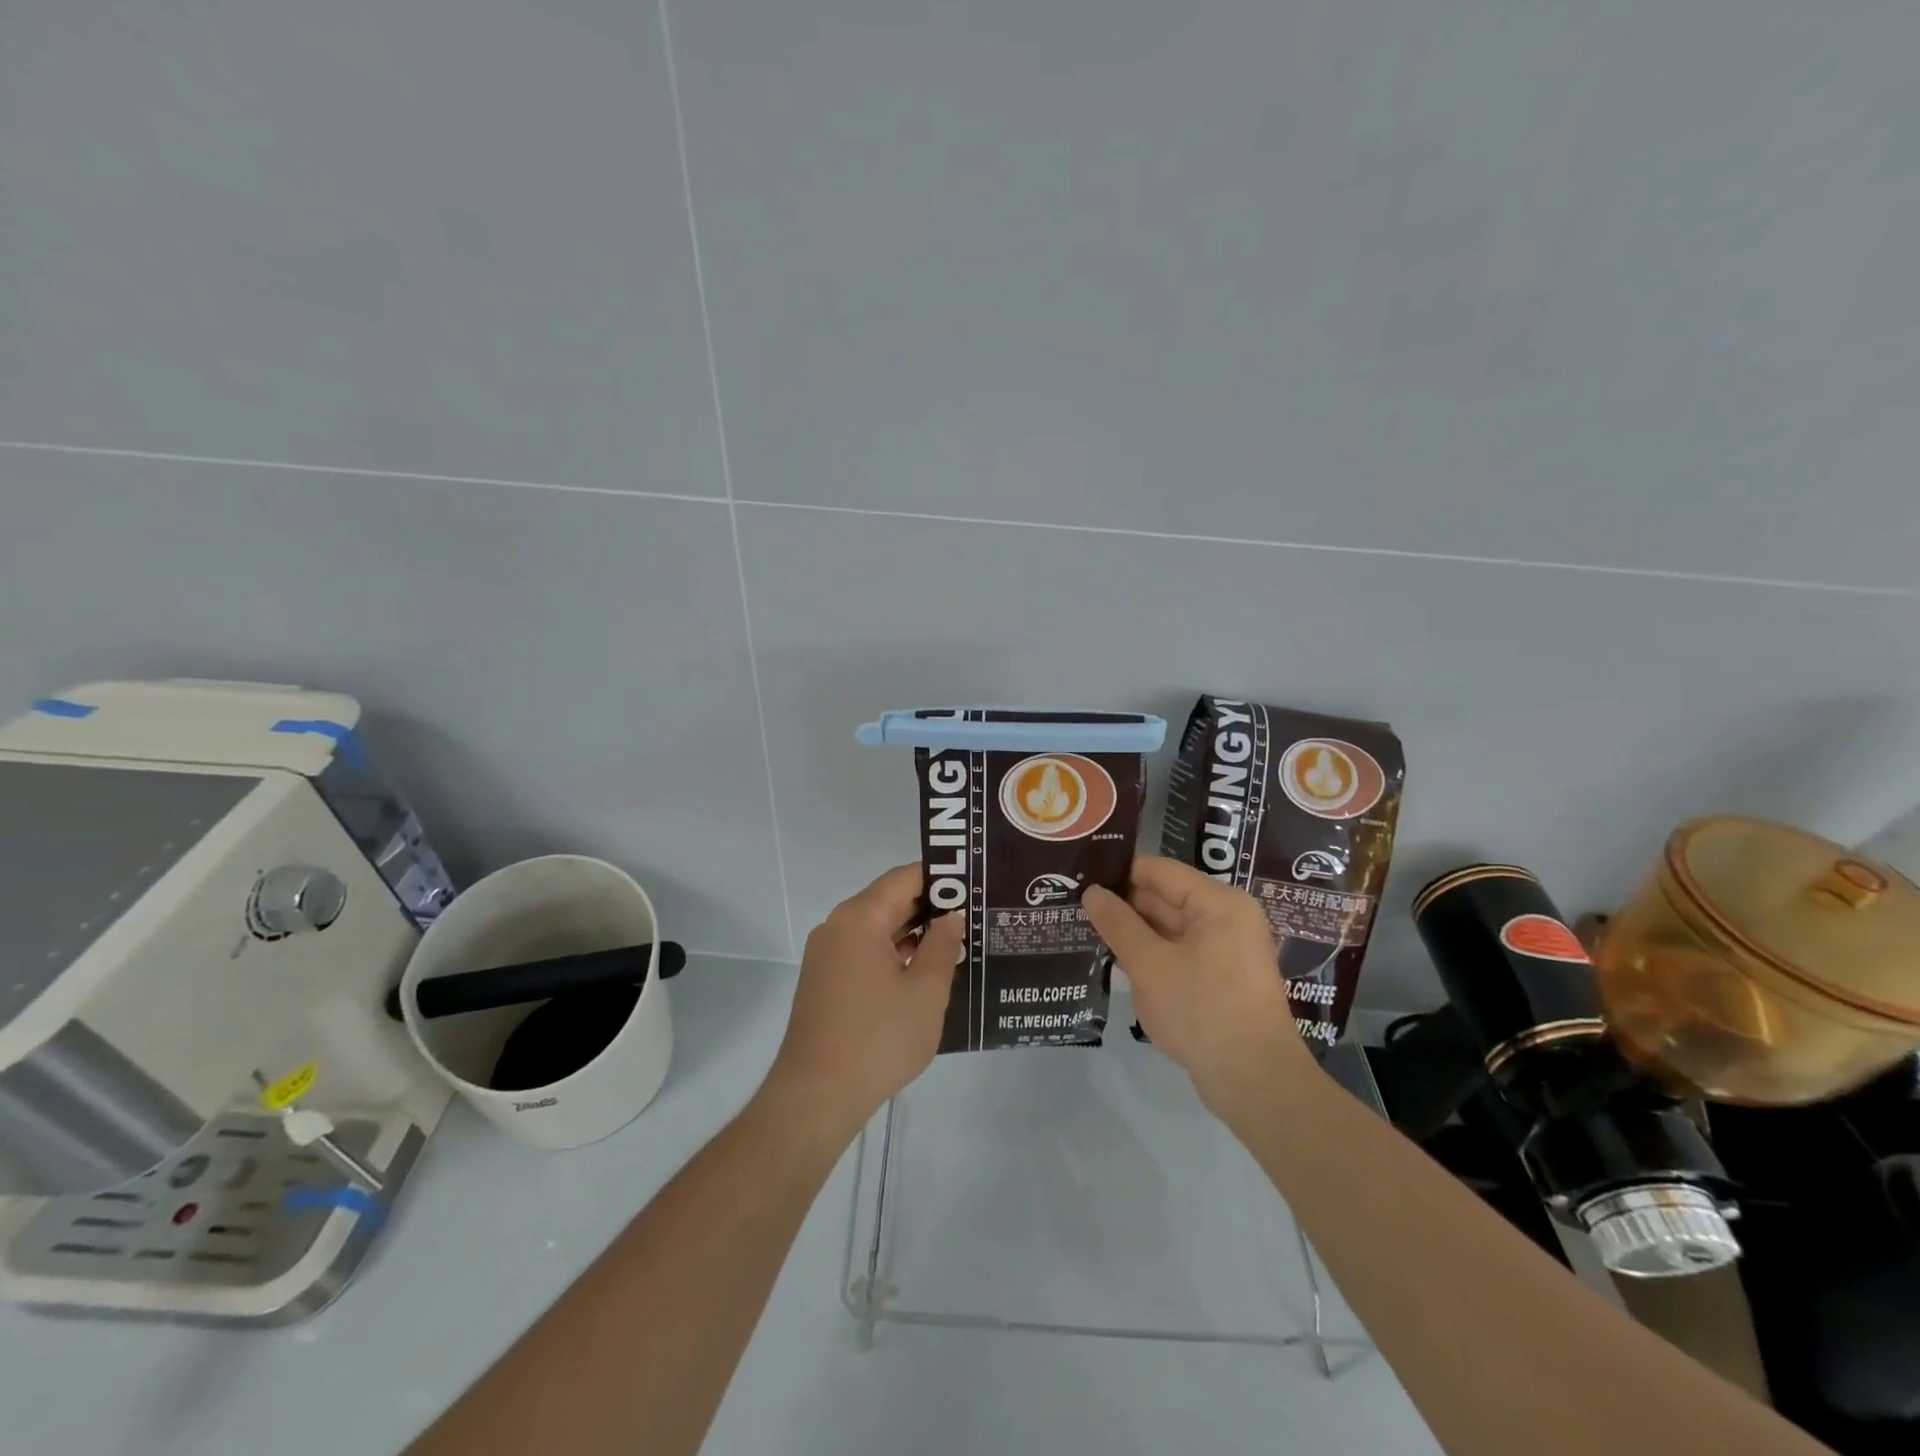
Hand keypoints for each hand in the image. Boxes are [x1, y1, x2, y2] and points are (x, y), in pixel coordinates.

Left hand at [763, 864, 962, 1142]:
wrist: (816, 1096)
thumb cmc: (878, 1038)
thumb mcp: (925, 992)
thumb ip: (943, 946)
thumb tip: (951, 917)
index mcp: (859, 918)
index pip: (905, 878)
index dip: (941, 877)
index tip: (973, 884)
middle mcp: (837, 927)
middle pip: (889, 900)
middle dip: (930, 906)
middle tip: (973, 914)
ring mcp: (827, 955)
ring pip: (877, 928)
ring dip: (913, 933)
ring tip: (956, 943)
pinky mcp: (825, 981)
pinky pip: (864, 952)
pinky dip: (893, 954)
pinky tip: (922, 972)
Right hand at [1084, 857, 1309, 1112]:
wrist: (1255, 1082)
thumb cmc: (1202, 1011)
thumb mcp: (1149, 965)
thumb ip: (1118, 924)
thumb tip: (1092, 891)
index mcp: (1218, 903)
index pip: (1160, 871)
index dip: (1119, 873)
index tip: (1081, 878)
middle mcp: (1228, 918)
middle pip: (1167, 897)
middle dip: (1125, 904)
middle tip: (1078, 906)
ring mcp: (1228, 950)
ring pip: (1171, 928)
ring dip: (1136, 932)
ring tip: (1088, 930)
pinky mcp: (1223, 979)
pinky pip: (1181, 953)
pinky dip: (1153, 955)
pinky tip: (1119, 962)